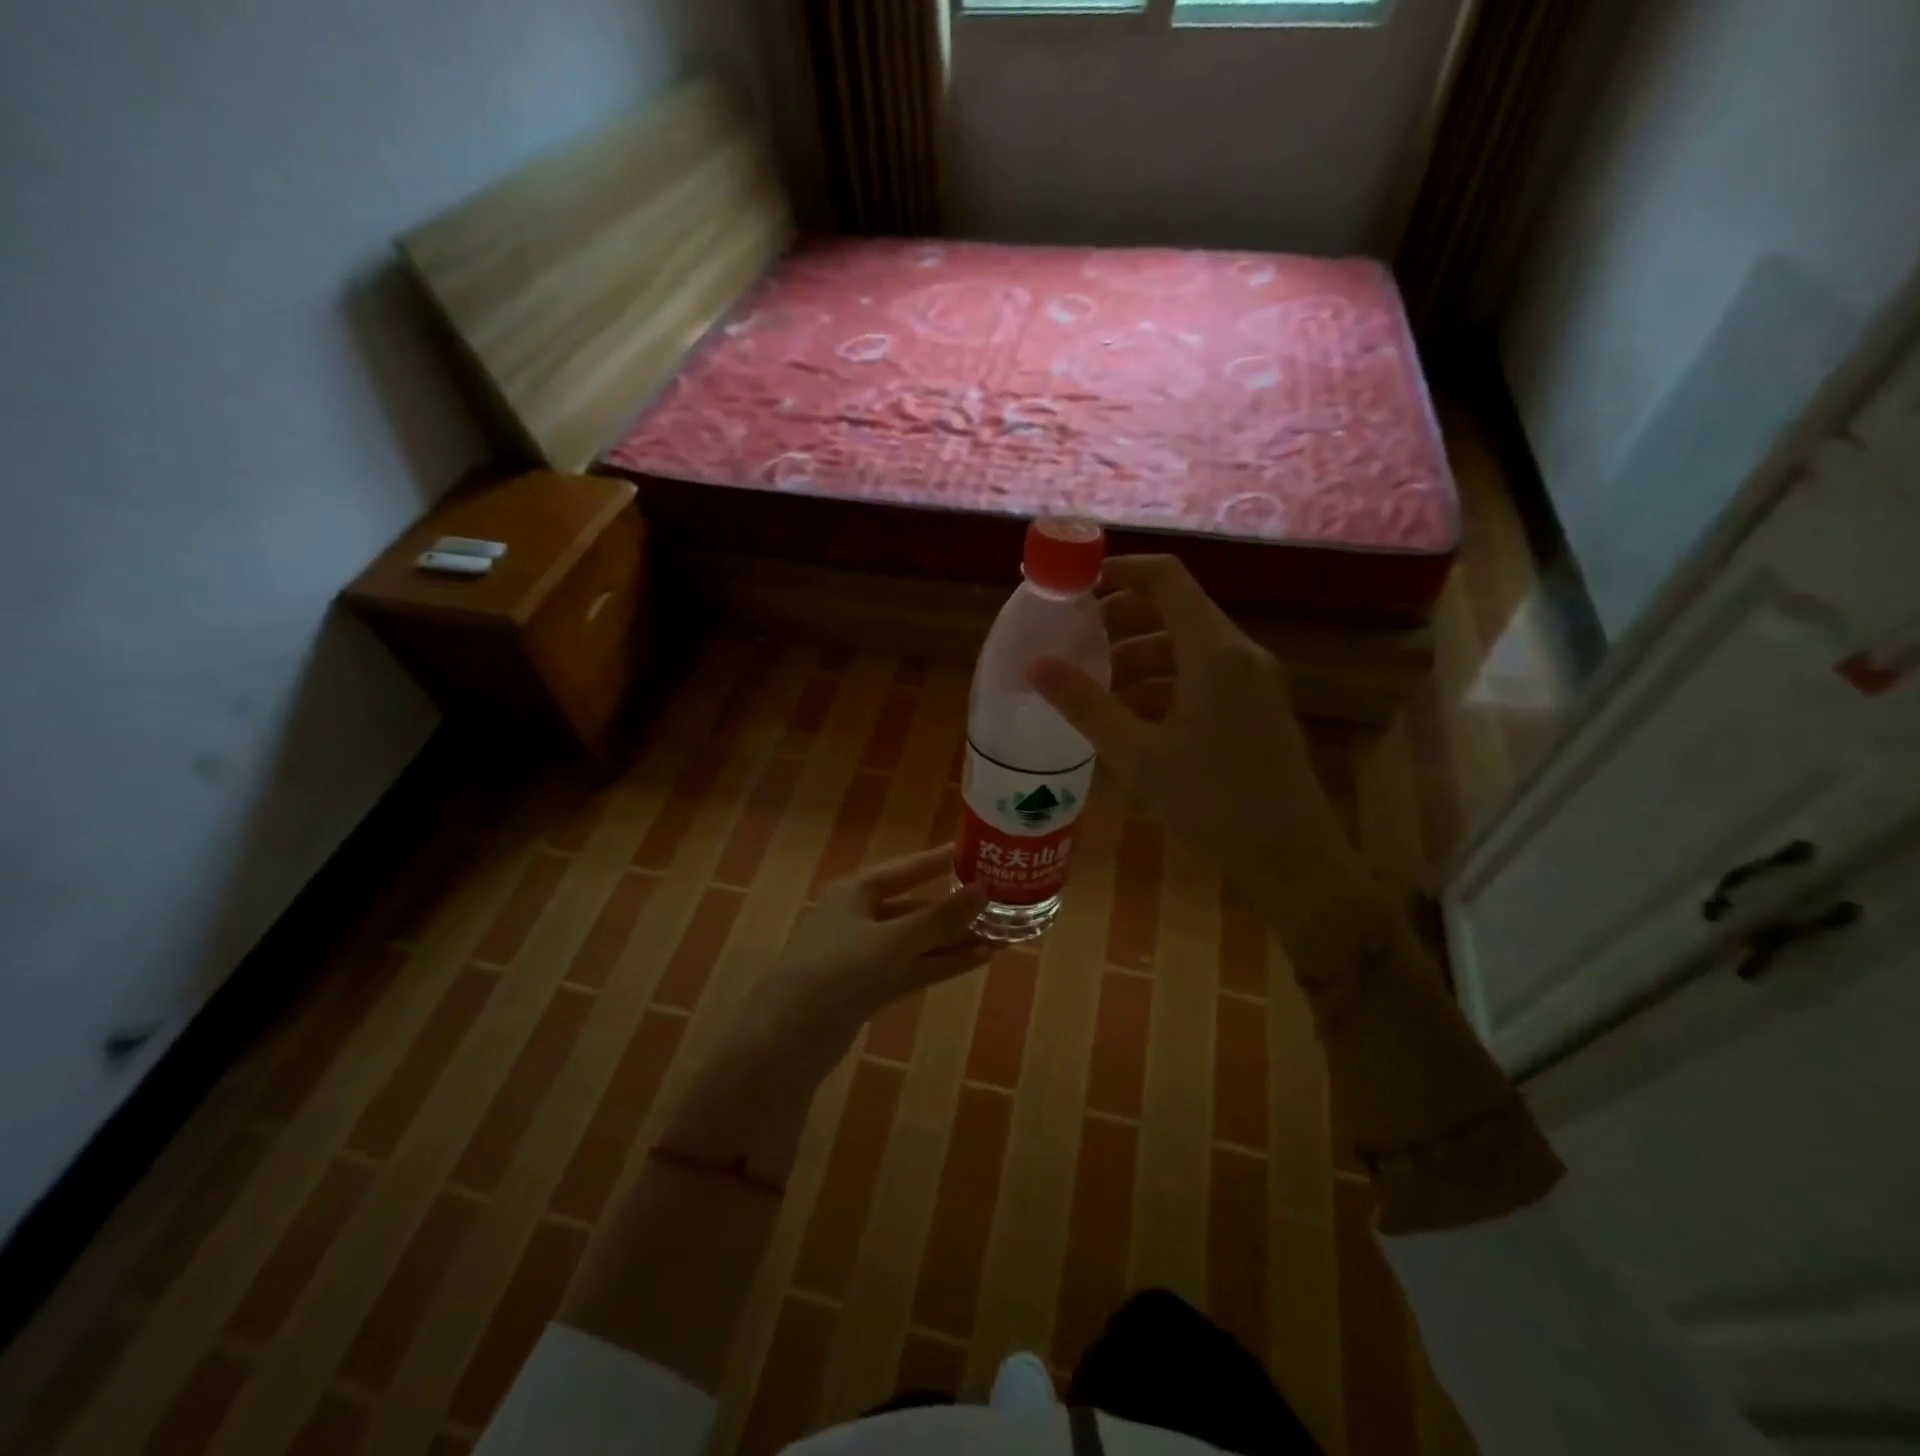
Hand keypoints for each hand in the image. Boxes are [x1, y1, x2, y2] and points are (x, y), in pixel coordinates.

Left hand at [662, 848, 990, 1175]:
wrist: (788, 1038)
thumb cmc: (838, 970)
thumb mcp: (894, 940)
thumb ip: (941, 918)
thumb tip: (984, 890)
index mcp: (856, 891)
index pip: (908, 868)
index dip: (942, 861)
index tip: (978, 853)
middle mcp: (859, 916)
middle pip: (916, 906)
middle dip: (955, 909)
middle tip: (1001, 902)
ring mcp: (864, 954)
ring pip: (918, 940)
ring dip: (955, 939)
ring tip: (1002, 934)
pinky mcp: (869, 987)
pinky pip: (913, 967)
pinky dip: (943, 963)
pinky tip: (980, 959)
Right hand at [1028, 555, 1356, 895]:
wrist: (1292, 858)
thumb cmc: (1214, 803)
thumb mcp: (1139, 756)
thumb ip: (1086, 706)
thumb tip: (1035, 665)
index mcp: (1215, 653)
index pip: (1167, 580)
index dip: (1121, 571)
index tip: (1077, 585)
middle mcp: (1239, 654)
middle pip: (1175, 611)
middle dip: (1122, 621)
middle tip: (1076, 640)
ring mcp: (1253, 681)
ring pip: (1188, 648)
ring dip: (1140, 658)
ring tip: (1095, 688)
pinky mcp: (1256, 707)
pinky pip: (1204, 676)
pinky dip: (1164, 683)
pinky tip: (1132, 719)